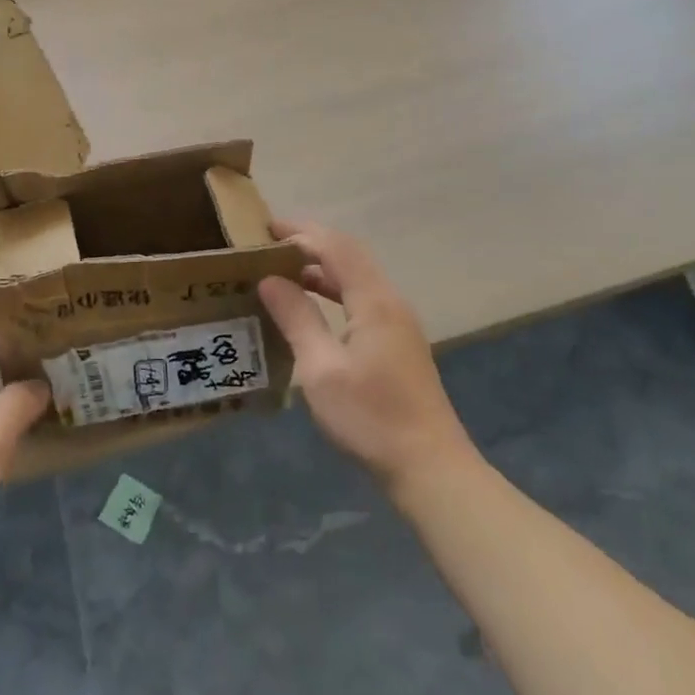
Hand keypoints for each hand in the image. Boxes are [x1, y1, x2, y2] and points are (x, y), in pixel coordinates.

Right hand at [258, 221, 471, 492]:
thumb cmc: (371, 417)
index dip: (300, 232)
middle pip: (349, 255)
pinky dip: (334, 289)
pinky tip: (312, 304)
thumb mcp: (321, 369)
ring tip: (282, 268)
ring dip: (322, 266)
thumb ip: (297, 318)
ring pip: (357, 276)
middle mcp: (390, 301)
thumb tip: (269, 280)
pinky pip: (361, 297)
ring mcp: (397, 322)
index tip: (264, 227)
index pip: (335, 247)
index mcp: (374, 301)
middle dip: (310, 242)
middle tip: (269, 242)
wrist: (429, 467)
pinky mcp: (397, 341)